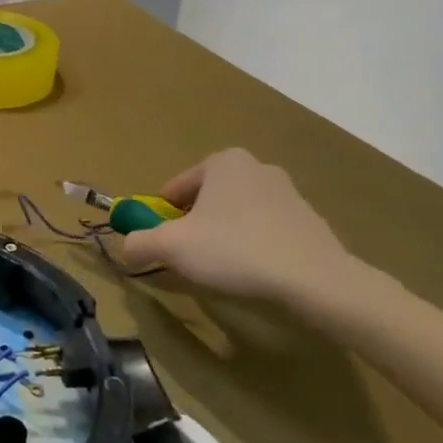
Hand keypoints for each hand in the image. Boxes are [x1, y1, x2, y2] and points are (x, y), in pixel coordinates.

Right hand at [121, 149, 358, 307]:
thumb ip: (139, 242)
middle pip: (207, 200)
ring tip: (224, 270)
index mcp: (223, 162)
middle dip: (195, 226)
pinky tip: (255, 274)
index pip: (175, 188)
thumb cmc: (234, 250)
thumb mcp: (171, 247)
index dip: (162, 218)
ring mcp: (288, 193)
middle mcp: (256, 167)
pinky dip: (254, 248)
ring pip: (237, 216)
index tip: (164, 245)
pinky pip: (266, 232)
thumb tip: (128, 247)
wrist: (315, 280)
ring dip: (224, 237)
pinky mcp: (310, 222)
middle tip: (191, 257)